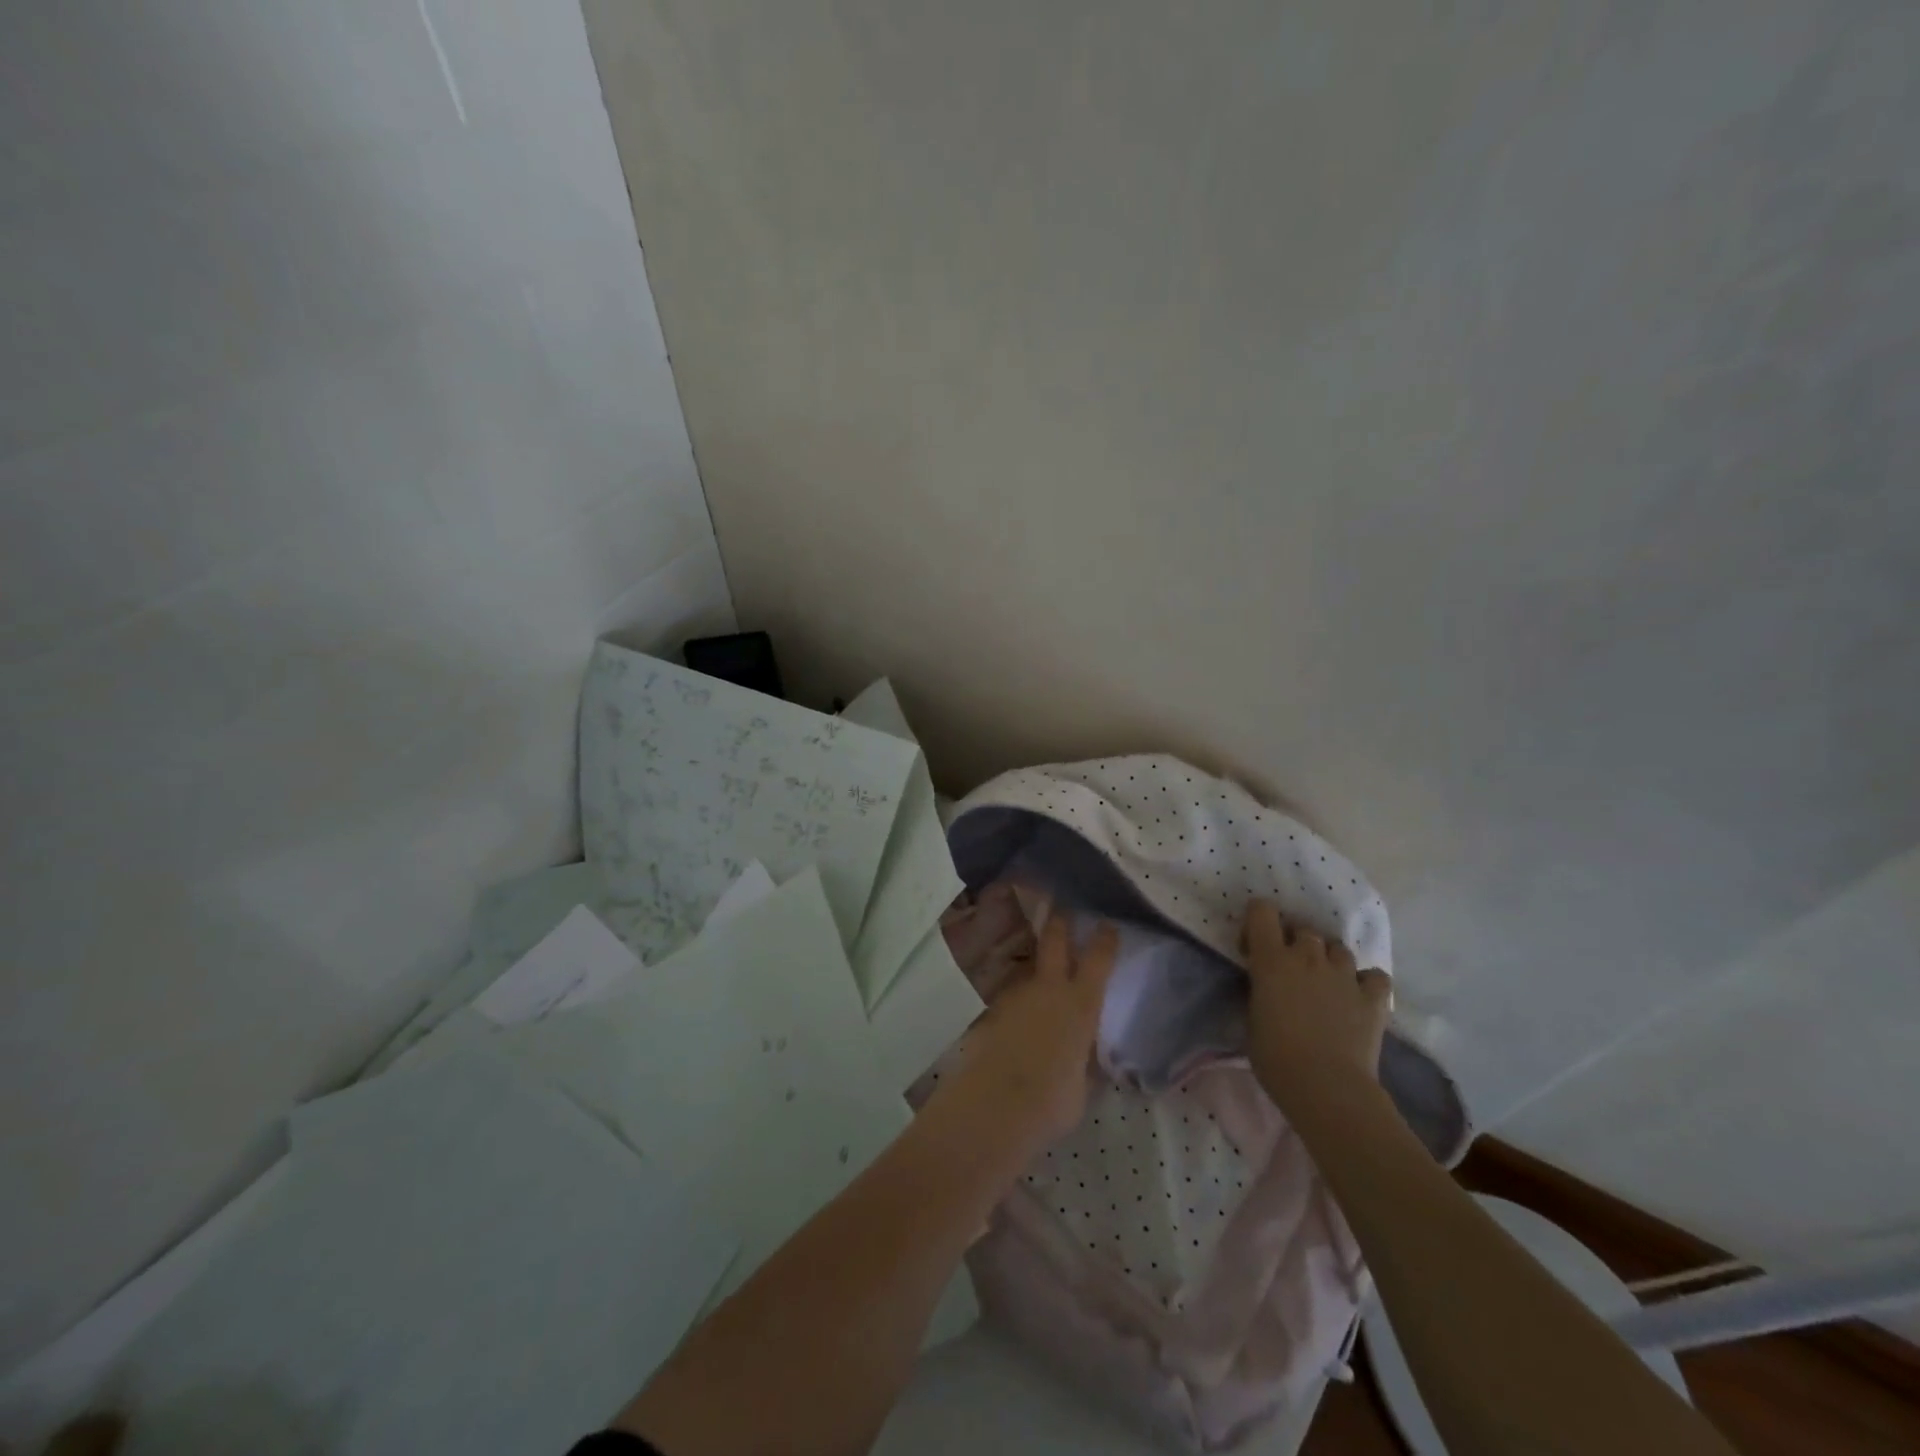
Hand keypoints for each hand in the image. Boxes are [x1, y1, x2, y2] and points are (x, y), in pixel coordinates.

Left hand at [942, 911, 1117, 1149]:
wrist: (996, 1106)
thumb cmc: (1052, 1102)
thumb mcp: (1083, 1086)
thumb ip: (1086, 1063)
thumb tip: (1087, 1058)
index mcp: (1081, 1005)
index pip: (1099, 960)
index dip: (1105, 939)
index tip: (1108, 924)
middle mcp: (1048, 989)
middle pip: (1055, 940)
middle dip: (1061, 920)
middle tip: (1062, 905)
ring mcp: (1016, 995)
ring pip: (1028, 968)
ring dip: (1035, 966)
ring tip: (1039, 973)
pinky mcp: (990, 1010)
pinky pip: (1010, 997)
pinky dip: (1016, 1002)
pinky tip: (1016, 1017)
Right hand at [1243, 899, 1391, 1115]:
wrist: (1326, 1087)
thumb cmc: (1275, 1057)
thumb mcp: (1251, 1017)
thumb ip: (1259, 990)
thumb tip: (1266, 986)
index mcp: (1272, 959)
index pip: (1262, 911)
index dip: (1257, 922)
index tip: (1254, 947)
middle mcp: (1308, 956)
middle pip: (1304, 930)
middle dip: (1295, 944)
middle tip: (1291, 971)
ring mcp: (1344, 975)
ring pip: (1338, 948)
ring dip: (1329, 960)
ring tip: (1326, 983)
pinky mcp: (1372, 997)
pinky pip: (1374, 976)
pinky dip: (1367, 981)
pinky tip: (1359, 996)